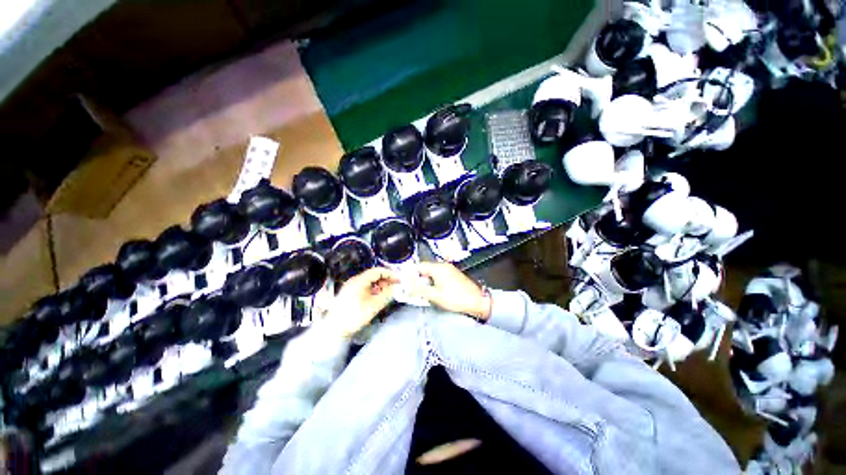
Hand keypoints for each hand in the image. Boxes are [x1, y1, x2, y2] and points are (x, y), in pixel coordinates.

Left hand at [322, 267, 398, 337]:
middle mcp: (354, 280)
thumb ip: (386, 295)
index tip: (398, 279)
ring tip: (387, 292)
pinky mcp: (349, 293)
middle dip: (385, 279)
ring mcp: (351, 286)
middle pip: (373, 275)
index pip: (377, 271)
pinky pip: (364, 286)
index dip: (389, 274)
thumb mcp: (374, 306)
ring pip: (369, 281)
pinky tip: (377, 296)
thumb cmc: (354, 316)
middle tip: (395, 286)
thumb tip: (394, 288)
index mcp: (359, 281)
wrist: (335, 329)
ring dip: (379, 284)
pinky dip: (373, 289)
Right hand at [410, 262, 491, 320]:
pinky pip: (439, 277)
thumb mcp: (435, 296)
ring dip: (426, 282)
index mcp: (439, 268)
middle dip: (418, 279)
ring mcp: (450, 270)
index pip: (419, 266)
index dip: (410, 274)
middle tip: (413, 291)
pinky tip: (433, 293)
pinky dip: (433, 283)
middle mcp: (444, 266)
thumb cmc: (458, 298)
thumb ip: (419, 290)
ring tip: (423, 294)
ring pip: (432, 274)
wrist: (478, 302)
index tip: (405, 283)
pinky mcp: (453, 276)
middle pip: (425, 270)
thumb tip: (407, 288)